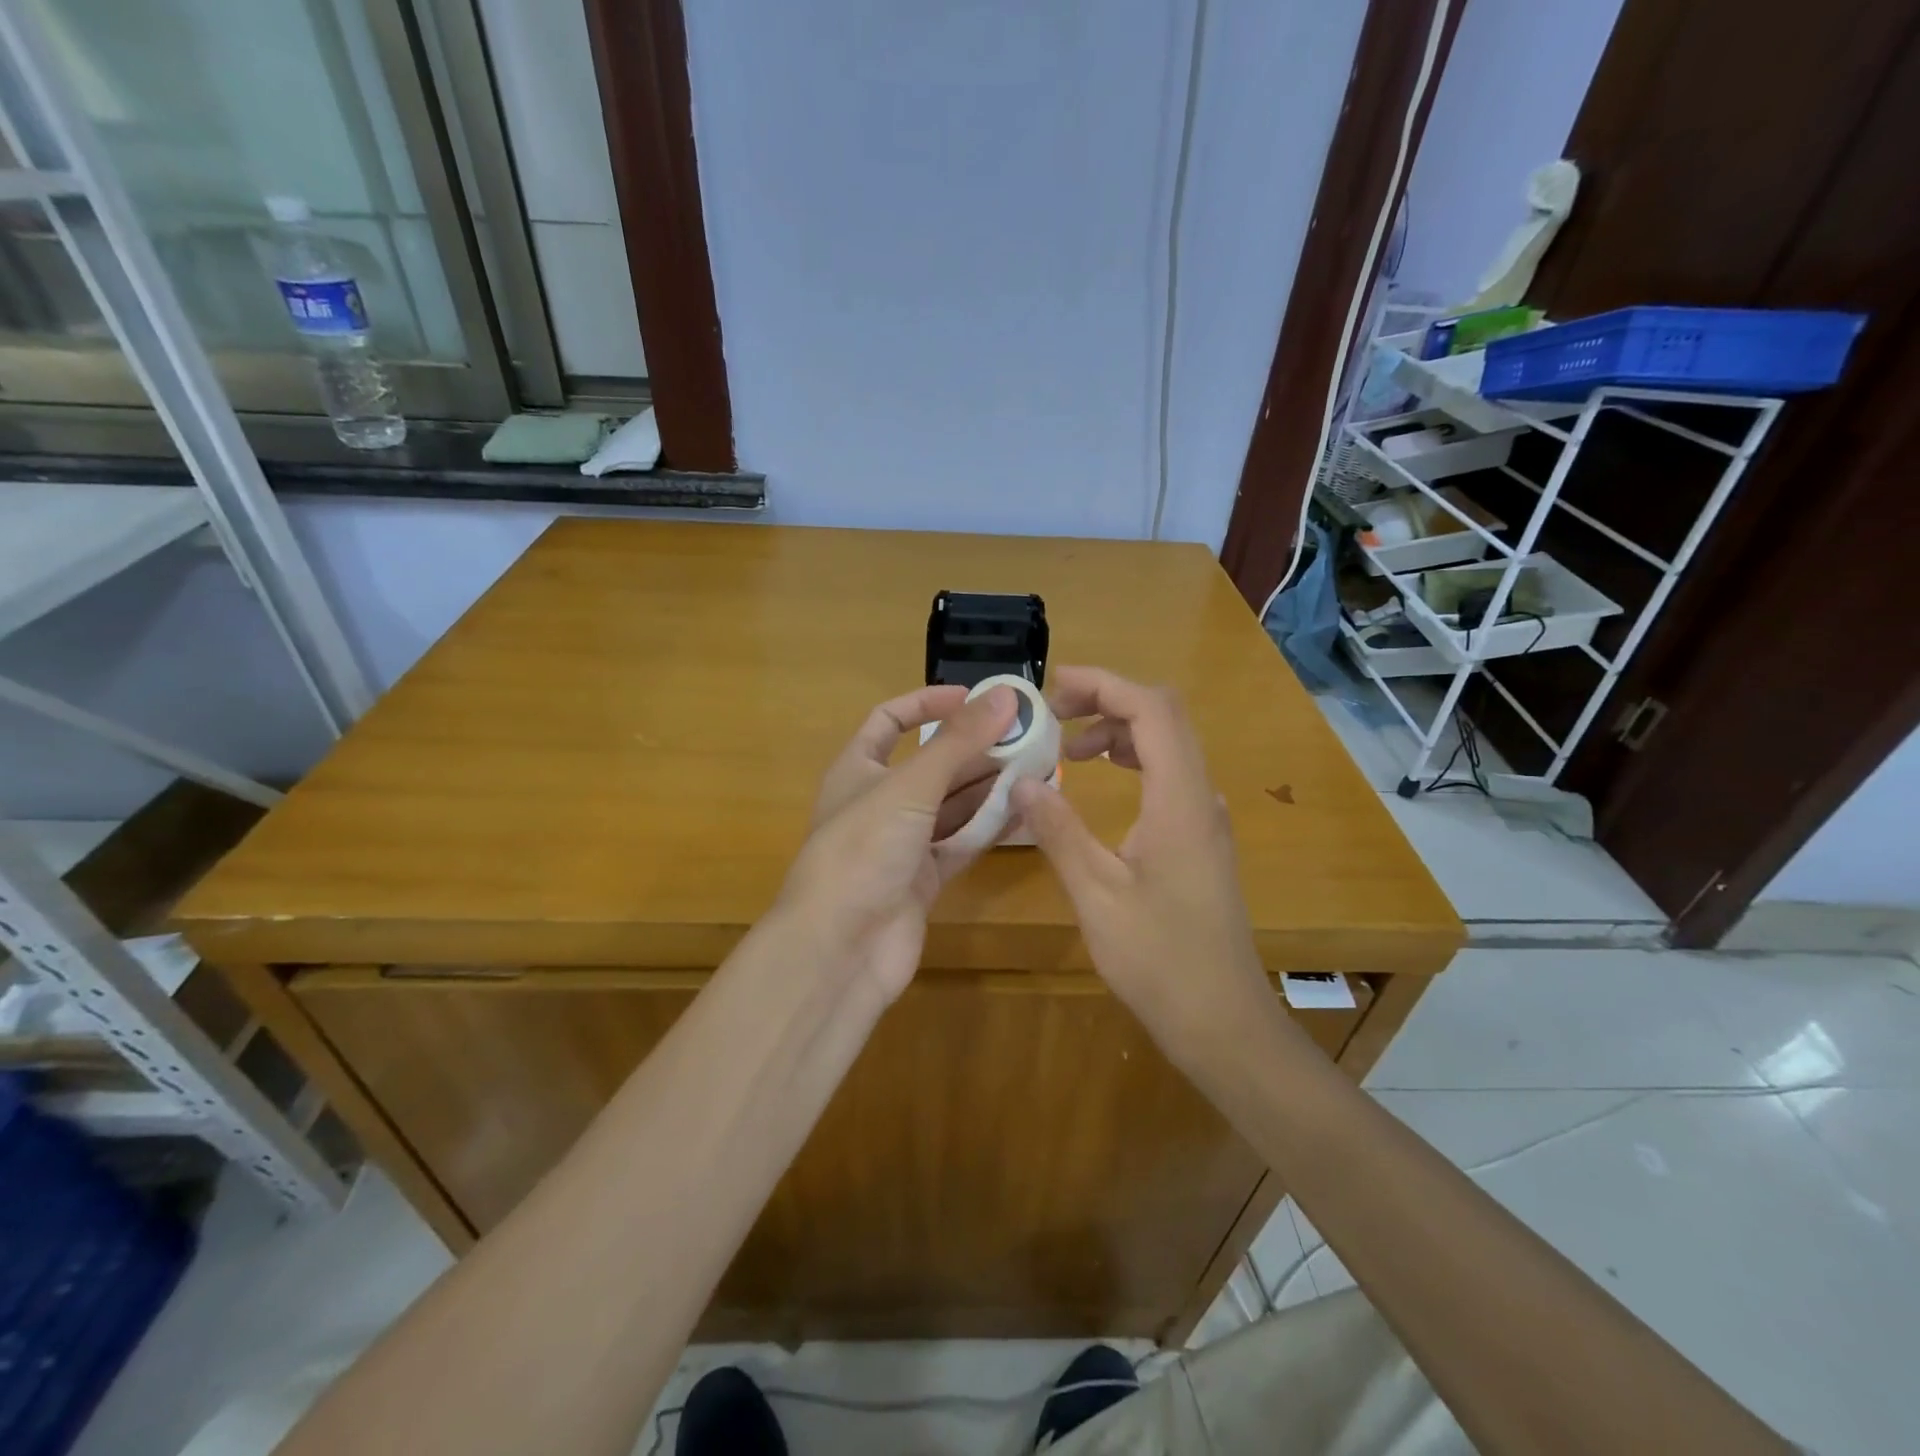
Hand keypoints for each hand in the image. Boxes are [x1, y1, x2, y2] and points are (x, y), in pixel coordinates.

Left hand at [778, 685, 1016, 1000]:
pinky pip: (961, 843)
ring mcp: (901, 844)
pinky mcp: (922, 880)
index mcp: (857, 769)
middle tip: (1027, 736)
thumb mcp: (910, 786)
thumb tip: (1005, 695)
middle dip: (975, 749)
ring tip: (1037, 767)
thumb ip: (958, 742)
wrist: (840, 949)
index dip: (929, 703)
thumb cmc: (863, 849)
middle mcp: (878, 802)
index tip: (976, 698)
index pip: (891, 720)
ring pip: (951, 806)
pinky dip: (989, 827)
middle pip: (931, 764)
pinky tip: (1025, 810)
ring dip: (989, 787)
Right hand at [1011, 666, 1272, 1062]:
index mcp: (1179, 801)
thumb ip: (1059, 832)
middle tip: (1054, 715)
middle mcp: (1200, 797)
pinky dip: (1134, 760)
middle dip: (1108, 701)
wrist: (1222, 1020)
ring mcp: (1206, 818)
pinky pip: (1170, 775)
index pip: (1152, 710)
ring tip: (1069, 750)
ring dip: (1120, 732)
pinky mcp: (1201, 839)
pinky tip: (1104, 783)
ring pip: (1169, 745)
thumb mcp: (1097, 895)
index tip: (1054, 687)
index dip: (1105, 685)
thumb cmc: (1159, 960)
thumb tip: (1023, 781)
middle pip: (1164, 717)